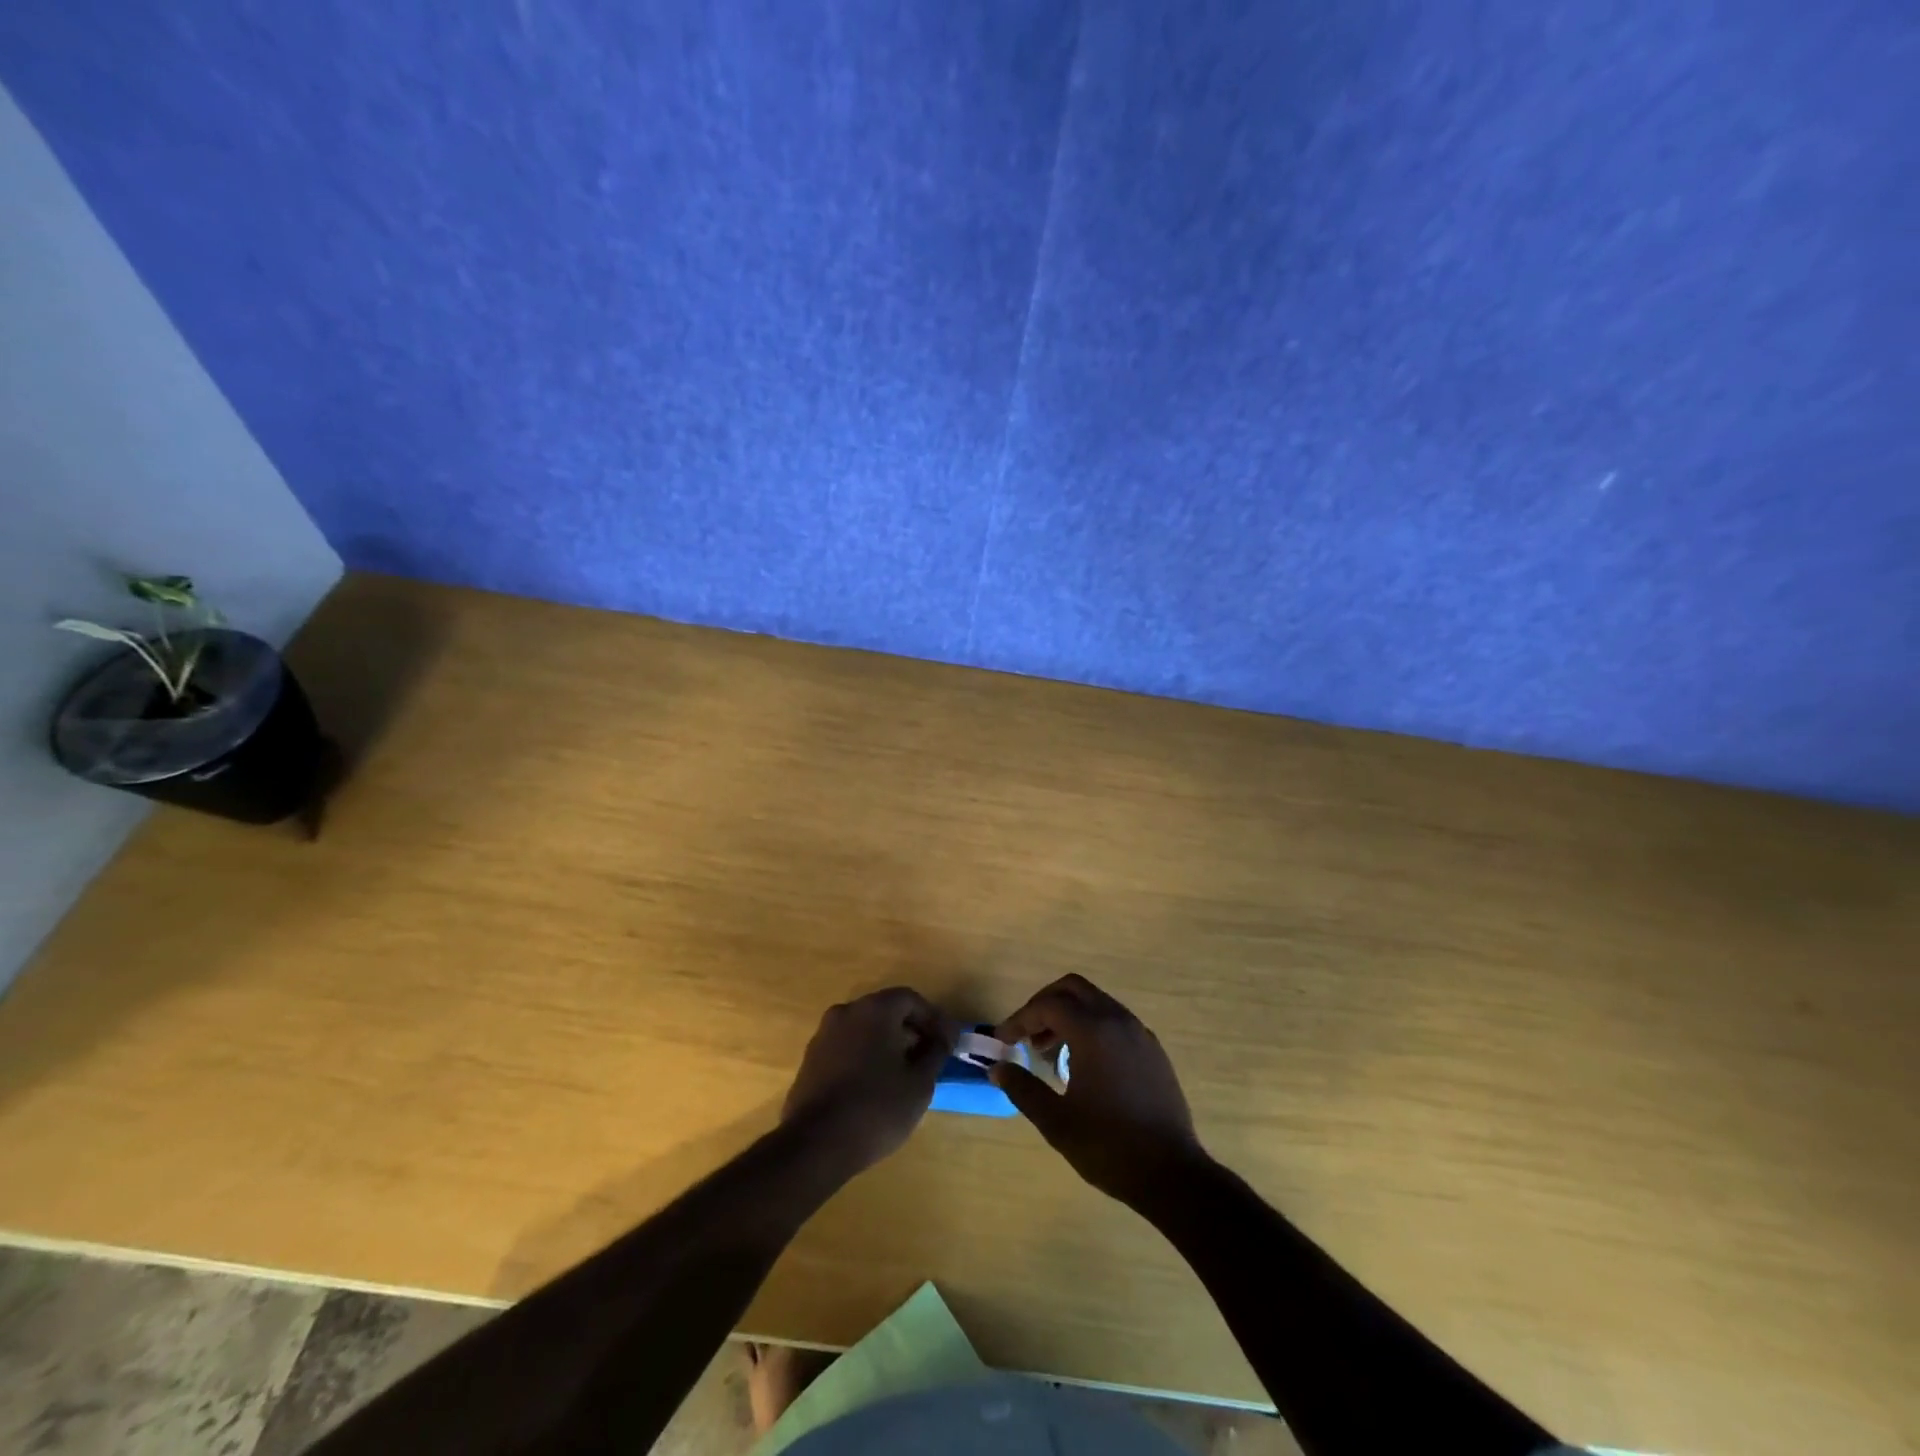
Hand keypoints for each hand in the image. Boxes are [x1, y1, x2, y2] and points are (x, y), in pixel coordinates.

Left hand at [782, 988, 952, 1174]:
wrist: (816, 1145)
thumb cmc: (877, 1108)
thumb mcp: (919, 1083)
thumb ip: (935, 1052)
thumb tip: (943, 1037)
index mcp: (874, 1010)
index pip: (910, 999)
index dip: (933, 1018)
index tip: (947, 1042)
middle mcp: (846, 1012)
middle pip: (886, 1010)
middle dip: (910, 1029)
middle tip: (929, 1056)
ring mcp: (824, 1035)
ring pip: (864, 1029)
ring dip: (887, 1043)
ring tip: (904, 1073)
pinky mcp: (811, 1060)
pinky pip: (847, 1047)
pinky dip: (865, 1056)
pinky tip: (875, 1084)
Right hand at [993, 974, 1207, 1207]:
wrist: (1173, 1174)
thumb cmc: (1109, 1146)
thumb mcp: (1056, 1122)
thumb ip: (1023, 1089)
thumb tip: (997, 1068)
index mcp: (1094, 1031)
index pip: (1048, 1006)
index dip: (1020, 1019)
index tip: (1003, 1041)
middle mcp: (1118, 1020)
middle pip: (1073, 989)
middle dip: (1044, 1005)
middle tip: (1026, 1034)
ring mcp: (1139, 1033)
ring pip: (1096, 1002)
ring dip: (1068, 1016)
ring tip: (1049, 1052)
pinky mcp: (1153, 1050)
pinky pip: (1114, 1021)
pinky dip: (1091, 1027)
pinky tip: (1082, 1064)